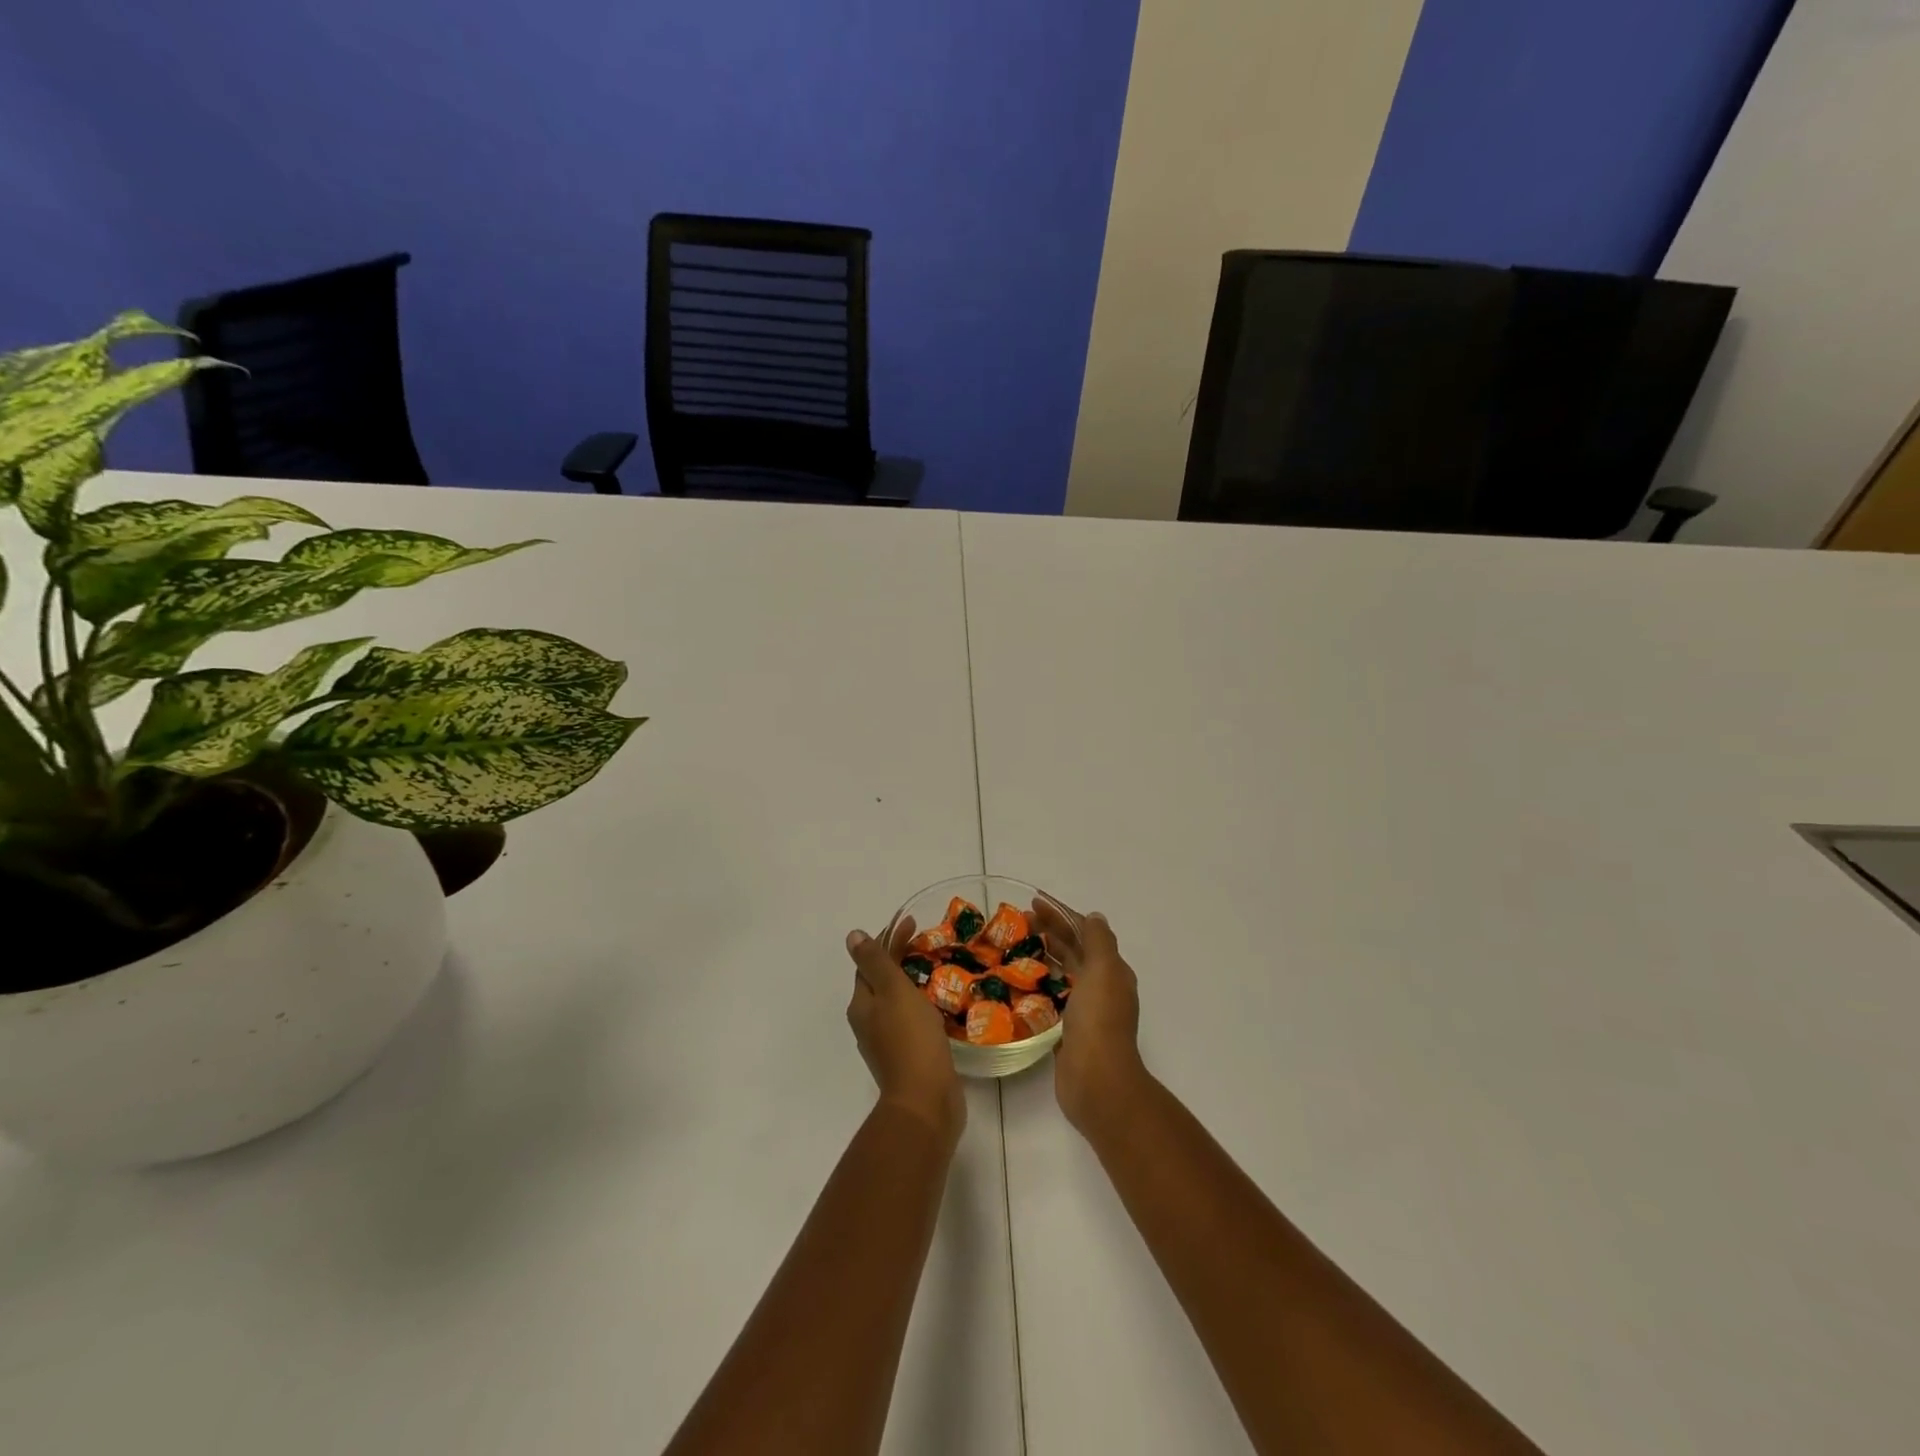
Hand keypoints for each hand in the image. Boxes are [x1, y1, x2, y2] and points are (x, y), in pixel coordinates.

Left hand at [845, 925, 964, 1142]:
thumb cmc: (910, 1038)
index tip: (913, 924)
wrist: (925, 1101)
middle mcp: (868, 1022)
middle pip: (882, 981)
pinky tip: (940, 1005)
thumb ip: (875, 962)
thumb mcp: (892, 991)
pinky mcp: (908, 1058)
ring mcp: (887, 1042)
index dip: (889, 940)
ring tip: (939, 970)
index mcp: (861, 1005)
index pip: (869, 962)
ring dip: (912, 983)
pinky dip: (922, 1006)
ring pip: (897, 1002)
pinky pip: (912, 1022)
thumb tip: (852, 936)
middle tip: (929, 944)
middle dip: (901, 959)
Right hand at [1031, 899, 1146, 1136]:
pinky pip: (1050, 1000)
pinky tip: (1016, 983)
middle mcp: (1100, 988)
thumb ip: (1099, 941)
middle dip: (1048, 932)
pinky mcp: (1066, 1032)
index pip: (1085, 932)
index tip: (1033, 902)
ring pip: (1061, 974)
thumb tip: (1094, 916)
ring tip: (1012, 946)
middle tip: (1016, 921)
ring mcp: (1084, 1011)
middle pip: (1072, 951)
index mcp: (1112, 971)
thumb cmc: (1099, 1020)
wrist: (1097, 1081)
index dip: (1061, 914)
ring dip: (1041, 956)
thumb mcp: (1103, 970)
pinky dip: (1036, 986)